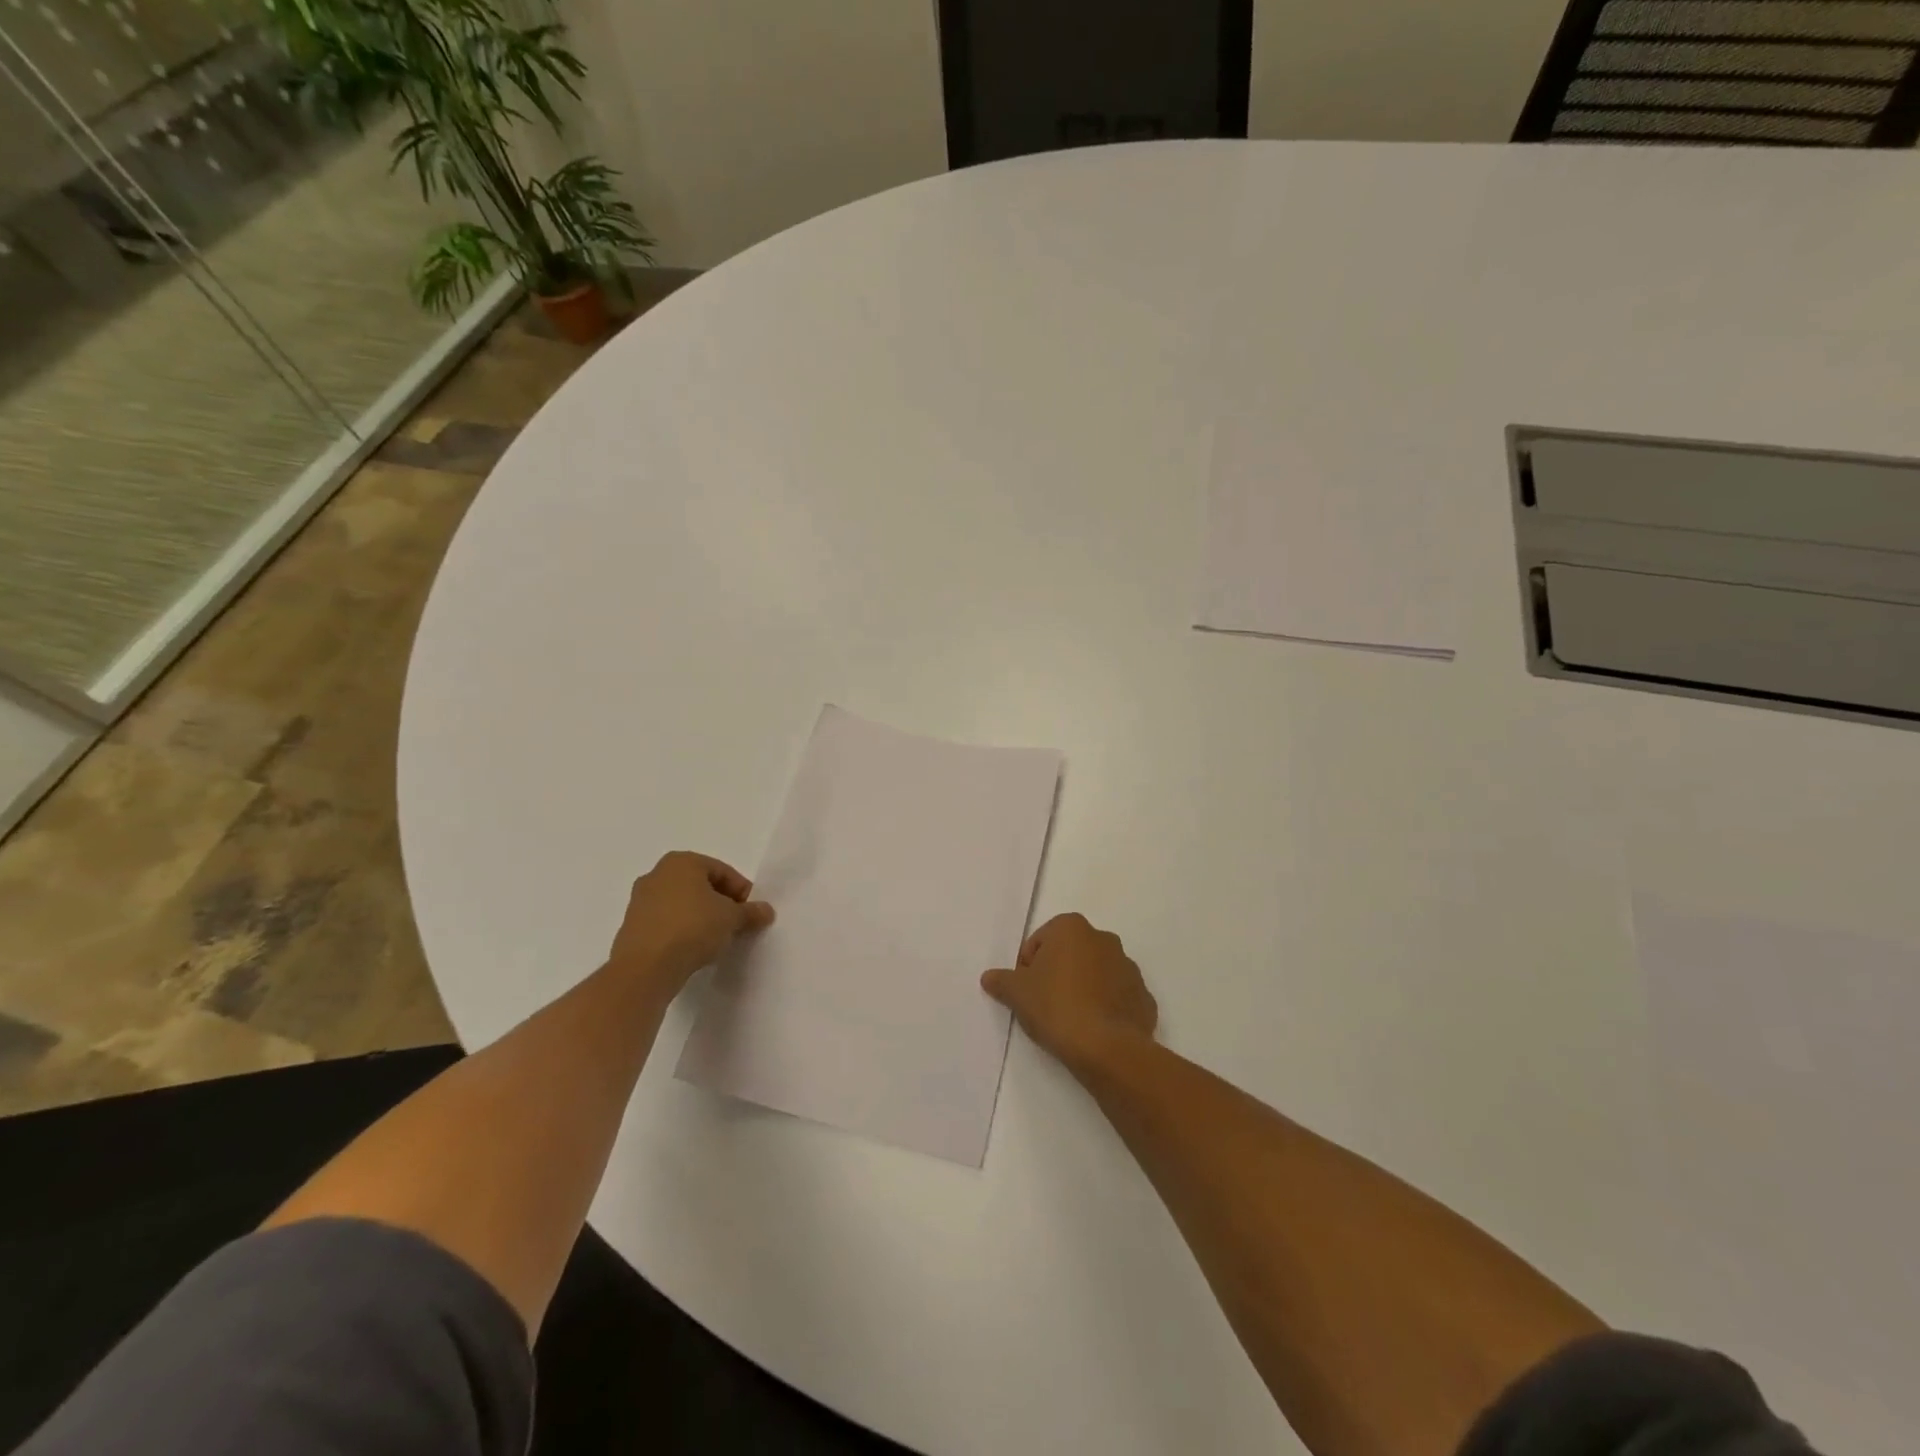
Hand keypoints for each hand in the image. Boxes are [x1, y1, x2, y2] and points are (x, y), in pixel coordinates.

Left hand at [608, 851, 773, 991]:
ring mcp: (640, 900)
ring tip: (716, 939)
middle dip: (721, 903)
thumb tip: (766, 911)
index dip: (742, 891)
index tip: (752, 913)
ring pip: (682, 904)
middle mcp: (657, 874)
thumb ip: (751, 912)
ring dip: (701, 917)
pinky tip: (693, 949)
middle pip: (700, 886)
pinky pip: (666, 922)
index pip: (722, 871)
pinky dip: (682, 930)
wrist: (645, 968)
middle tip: (737, 924)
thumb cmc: (693, 928)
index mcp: (682, 862)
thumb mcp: (732, 918)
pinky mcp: (632, 926)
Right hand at [981, 913, 1156, 1075]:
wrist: (1107, 1048)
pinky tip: (1094, 1030)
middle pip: (1070, 954)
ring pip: (1096, 974)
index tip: (1026, 992)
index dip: (1028, 967)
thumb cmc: (1056, 1007)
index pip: (1040, 942)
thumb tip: (990, 977)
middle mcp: (1104, 938)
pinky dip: (1105, 1008)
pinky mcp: (1143, 996)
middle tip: (1045, 1005)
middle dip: (1057, 974)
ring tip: (1070, 1020)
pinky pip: (1117, 997)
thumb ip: (1001, 981)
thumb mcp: (1017, 994)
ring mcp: (1128, 967)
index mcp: (1072, 928)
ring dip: (1083, 989)